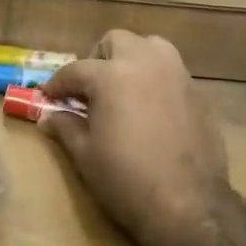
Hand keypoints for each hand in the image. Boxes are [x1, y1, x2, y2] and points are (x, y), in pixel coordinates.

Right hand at [40, 32, 230, 245]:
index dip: (57, 84)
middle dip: (98, 59)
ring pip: (151, 47)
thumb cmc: (125, 179)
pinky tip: (148, 109)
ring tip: (122, 89)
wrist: (187, 204)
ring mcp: (177, 75)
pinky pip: (171, 72)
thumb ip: (65, 127)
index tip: (49, 98)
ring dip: (132, 59)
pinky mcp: (197, 94)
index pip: (75, 70)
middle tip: (89, 89)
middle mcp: (146, 64)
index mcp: (112, 76)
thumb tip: (48, 117)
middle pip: (117, 41)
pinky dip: (155, 79)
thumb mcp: (85, 155)